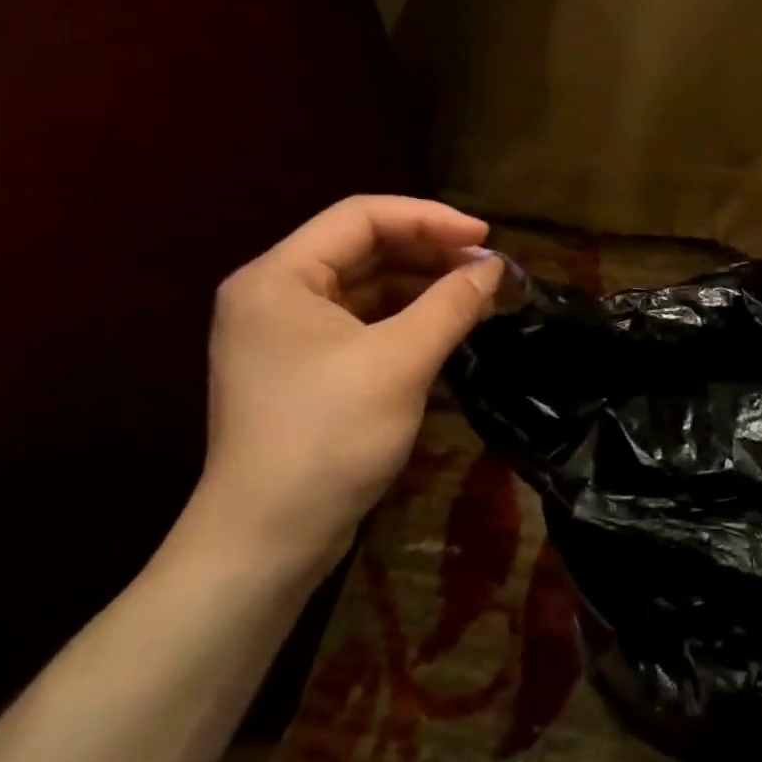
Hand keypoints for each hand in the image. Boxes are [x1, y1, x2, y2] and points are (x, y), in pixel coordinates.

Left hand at [186, 195, 504, 577]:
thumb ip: (451, 304)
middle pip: (364, 247)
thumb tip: (495, 268)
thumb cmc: (328, 438)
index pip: (362, 216)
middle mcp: (275, 293)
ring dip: (423, 285)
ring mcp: (285, 332)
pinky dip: (406, 317)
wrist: (266, 544)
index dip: (430, 218)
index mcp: (280, 276)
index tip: (485, 238)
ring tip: (477, 296)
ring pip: (366, 285)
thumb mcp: (401, 361)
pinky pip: (362, 321)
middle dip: (430, 252)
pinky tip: (447, 326)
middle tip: (487, 269)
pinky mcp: (302, 367)